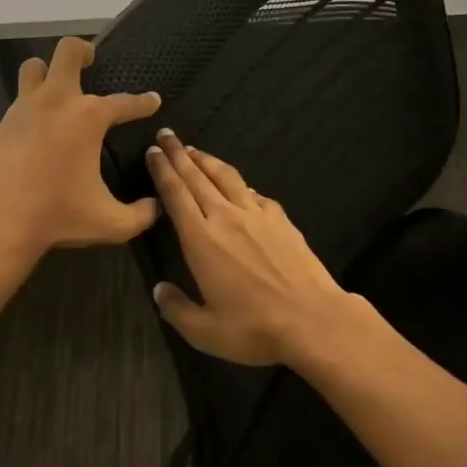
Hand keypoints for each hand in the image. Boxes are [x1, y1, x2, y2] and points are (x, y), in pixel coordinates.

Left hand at [0, 36, 161, 256]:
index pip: (125, 103)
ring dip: (49, 70)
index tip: (152, 100)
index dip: (143, 102)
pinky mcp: (5, 121)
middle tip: (92, 62)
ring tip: (60, 86)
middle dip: (83, 51)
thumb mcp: (111, 222)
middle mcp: (58, 101)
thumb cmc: (59, 215)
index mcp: (89, 118)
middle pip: (68, 52)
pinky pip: (21, 95)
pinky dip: (34, 99)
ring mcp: (27, 107)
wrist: (1, 218)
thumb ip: (140, 215)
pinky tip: (41, 120)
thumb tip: (156, 206)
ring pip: (35, 66)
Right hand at [144, 130, 362, 366]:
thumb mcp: (205, 331)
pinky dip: (240, 184)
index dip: (162, 171)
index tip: (153, 152)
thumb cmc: (254, 328)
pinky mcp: (281, 220)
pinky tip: (240, 186)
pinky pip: (255, 193)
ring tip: (194, 150)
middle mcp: (226, 218)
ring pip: (226, 177)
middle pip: (197, 177)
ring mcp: (257, 215)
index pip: (176, 194)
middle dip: (178, 154)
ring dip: (207, 160)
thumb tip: (158, 290)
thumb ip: (176, 309)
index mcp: (201, 240)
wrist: (313, 320)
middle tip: (166, 135)